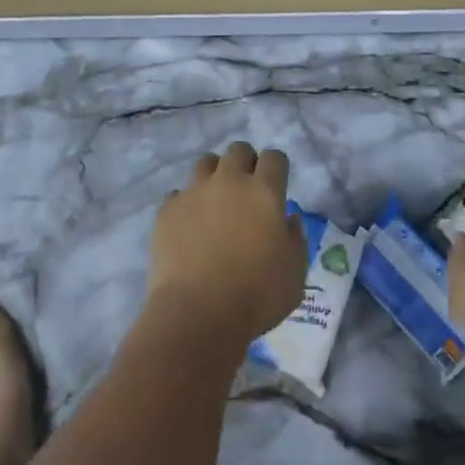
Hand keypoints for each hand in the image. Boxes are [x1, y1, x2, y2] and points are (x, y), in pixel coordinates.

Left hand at [146, 143, 308, 345]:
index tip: (276, 184)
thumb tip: (289, 219)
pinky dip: (186, 204)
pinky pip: (178, 194)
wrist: (197, 314)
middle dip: (245, 162)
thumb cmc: (256, 296)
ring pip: (205, 162)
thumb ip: (296, 240)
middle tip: (246, 189)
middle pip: (238, 150)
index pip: (274, 158)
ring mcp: (194, 192)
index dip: (276, 167)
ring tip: (215, 201)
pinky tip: (189, 226)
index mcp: (264, 192)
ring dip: (214, 175)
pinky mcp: (168, 209)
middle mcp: (229, 182)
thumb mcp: (295, 274)